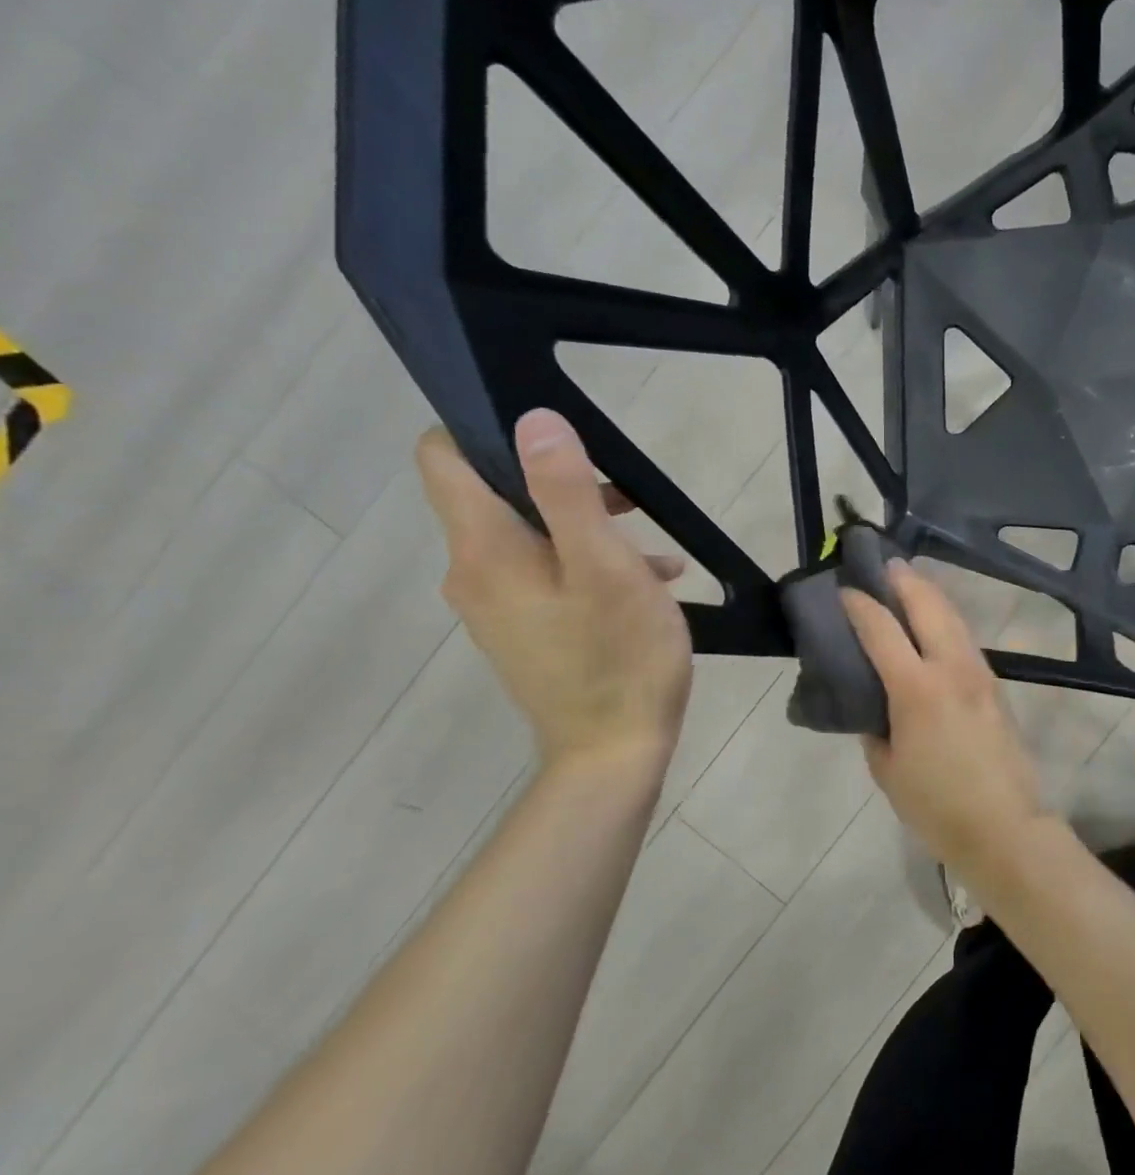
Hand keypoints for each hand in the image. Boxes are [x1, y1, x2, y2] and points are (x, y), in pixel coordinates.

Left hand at [417, 410, 692, 781]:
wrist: (612, 753)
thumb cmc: (618, 655)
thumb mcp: (605, 565)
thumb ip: (566, 491)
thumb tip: (533, 421)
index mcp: (485, 548)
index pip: (442, 456)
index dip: (487, 428)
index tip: (555, 437)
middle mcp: (474, 573)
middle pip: (495, 495)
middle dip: (560, 483)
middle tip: (628, 498)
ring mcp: (497, 607)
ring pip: (529, 537)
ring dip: (586, 527)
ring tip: (652, 550)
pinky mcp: (523, 632)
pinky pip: (545, 576)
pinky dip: (588, 565)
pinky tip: (648, 584)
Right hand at [841, 562, 1051, 875]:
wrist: (1004, 826)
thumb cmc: (936, 805)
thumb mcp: (887, 770)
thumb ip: (875, 727)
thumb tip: (874, 704)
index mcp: (917, 689)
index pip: (882, 629)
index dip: (860, 605)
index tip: (844, 589)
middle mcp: (952, 668)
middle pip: (928, 605)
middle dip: (904, 579)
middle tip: (883, 563)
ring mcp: (980, 673)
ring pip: (954, 617)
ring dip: (930, 594)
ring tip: (910, 582)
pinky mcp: (995, 685)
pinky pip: (966, 639)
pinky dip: (947, 620)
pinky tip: (936, 624)